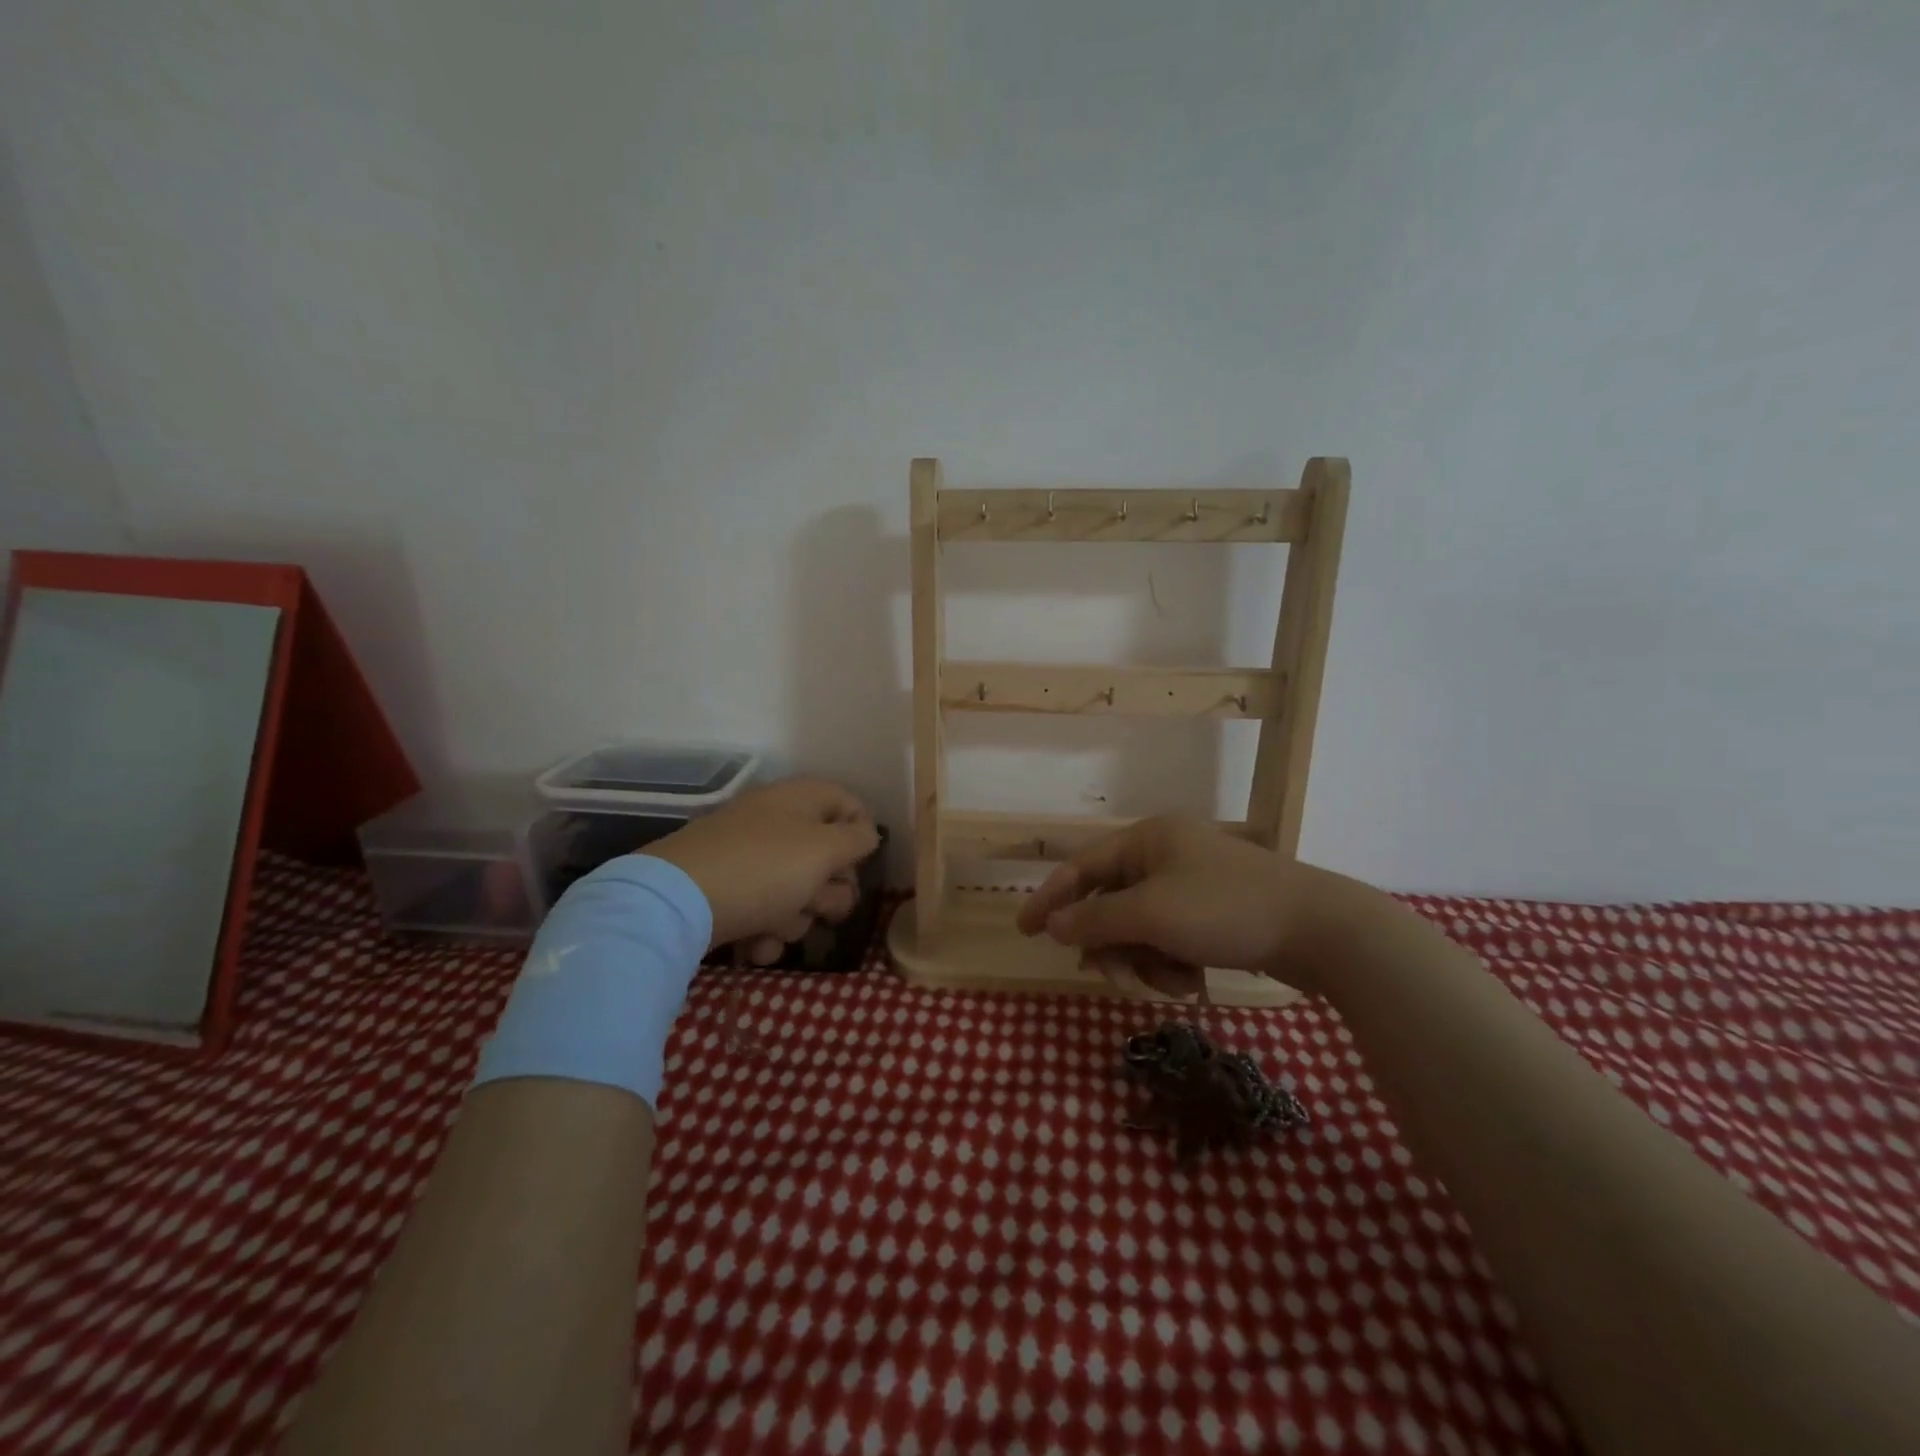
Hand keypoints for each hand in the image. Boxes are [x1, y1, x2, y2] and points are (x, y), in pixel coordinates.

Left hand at [639, 777, 879, 963]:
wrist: (675, 905)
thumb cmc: (762, 868)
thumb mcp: (822, 850)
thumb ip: (856, 841)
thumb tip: (867, 834)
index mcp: (797, 800)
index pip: (847, 802)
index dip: (863, 832)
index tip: (863, 864)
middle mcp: (774, 824)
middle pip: (826, 856)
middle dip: (830, 889)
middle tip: (823, 905)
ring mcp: (748, 860)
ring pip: (797, 891)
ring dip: (796, 917)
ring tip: (776, 926)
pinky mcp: (727, 894)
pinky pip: (765, 912)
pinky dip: (765, 931)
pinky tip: (755, 945)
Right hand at [1015, 816, 1376, 997]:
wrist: (1319, 930)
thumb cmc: (1225, 909)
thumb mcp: (1151, 915)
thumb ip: (1095, 920)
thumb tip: (1054, 924)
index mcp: (1147, 839)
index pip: (1081, 867)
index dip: (1049, 899)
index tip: (1024, 931)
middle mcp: (1165, 854)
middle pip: (1111, 904)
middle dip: (1113, 945)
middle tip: (1118, 977)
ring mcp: (1191, 883)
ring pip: (1140, 928)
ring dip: (1146, 960)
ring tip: (1173, 981)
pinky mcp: (1214, 912)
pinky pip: (1170, 938)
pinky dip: (1173, 963)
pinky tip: (1194, 981)